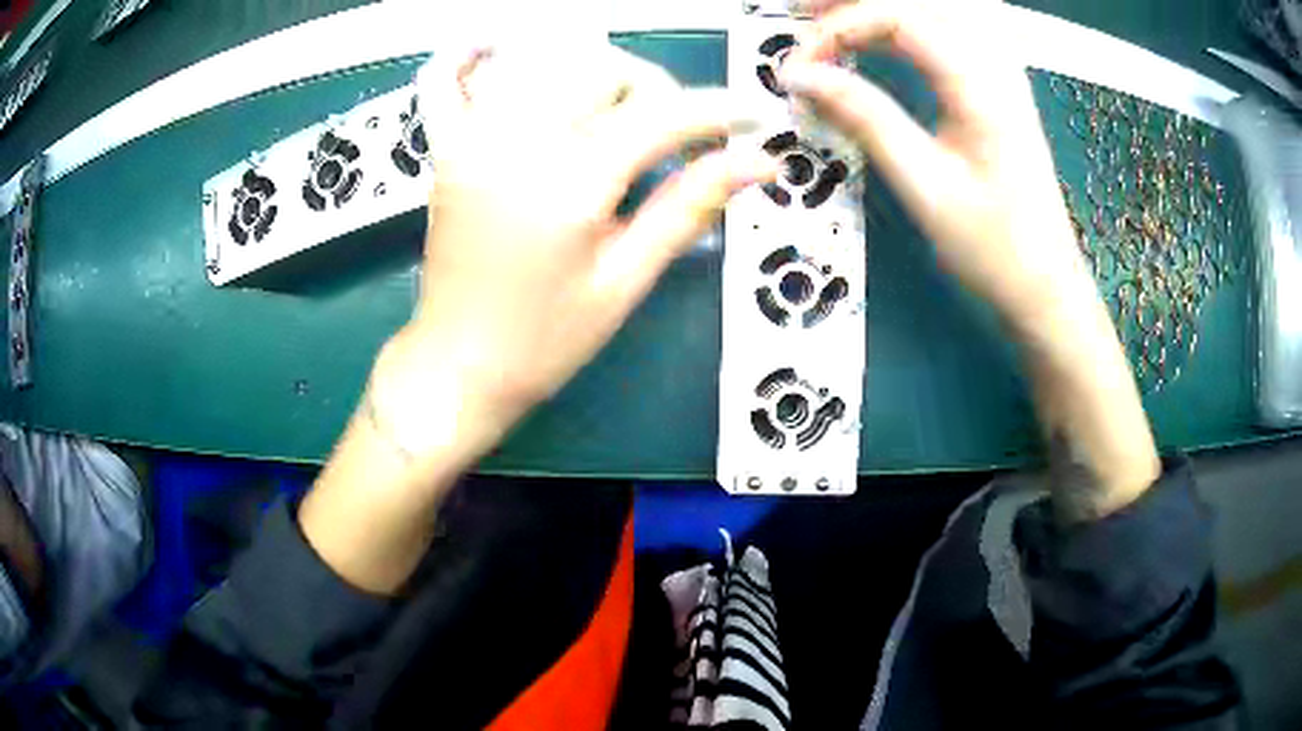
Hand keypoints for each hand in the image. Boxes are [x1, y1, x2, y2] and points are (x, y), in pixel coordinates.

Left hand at [371, 45, 776, 463]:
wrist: (459, 367)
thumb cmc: (545, 341)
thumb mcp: (626, 281)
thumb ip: (689, 207)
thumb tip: (757, 164)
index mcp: (570, 184)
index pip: (660, 115)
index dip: (718, 111)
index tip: (753, 120)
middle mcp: (518, 143)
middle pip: (604, 68)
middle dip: (656, 90)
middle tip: (677, 137)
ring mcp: (472, 140)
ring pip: (541, 58)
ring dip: (591, 70)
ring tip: (614, 112)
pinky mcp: (444, 150)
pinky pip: (444, 81)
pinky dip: (469, 55)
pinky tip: (499, 52)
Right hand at [783, 0, 1158, 520]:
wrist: (1046, 286)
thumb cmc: (995, 248)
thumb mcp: (925, 186)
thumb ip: (865, 118)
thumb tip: (802, 76)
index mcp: (981, 84)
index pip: (900, 16)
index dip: (840, 27)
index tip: (800, 64)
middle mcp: (995, 64)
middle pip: (921, 0)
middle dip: (855, 1)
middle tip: (804, 14)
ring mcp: (1000, 72)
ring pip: (939, 8)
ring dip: (883, 6)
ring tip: (833, 18)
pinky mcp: (997, 87)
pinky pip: (951, 28)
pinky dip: (907, 22)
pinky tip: (884, 35)